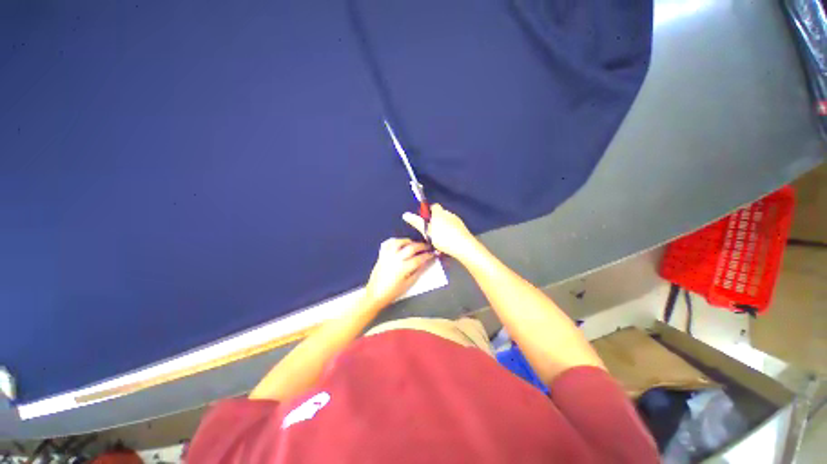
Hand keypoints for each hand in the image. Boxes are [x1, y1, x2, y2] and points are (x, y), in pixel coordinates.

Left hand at [364, 238, 433, 306]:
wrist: (375, 294)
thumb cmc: (393, 292)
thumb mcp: (408, 284)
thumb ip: (418, 272)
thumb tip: (426, 262)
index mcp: (403, 268)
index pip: (419, 259)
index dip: (428, 255)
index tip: (433, 254)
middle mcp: (395, 259)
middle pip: (411, 248)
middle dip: (422, 246)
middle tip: (427, 247)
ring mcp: (387, 256)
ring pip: (399, 242)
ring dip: (408, 241)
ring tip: (414, 244)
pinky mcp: (381, 255)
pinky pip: (387, 243)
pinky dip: (394, 241)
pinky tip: (399, 243)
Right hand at [403, 204, 478, 260]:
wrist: (463, 246)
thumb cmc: (442, 238)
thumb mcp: (427, 231)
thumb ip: (416, 222)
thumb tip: (405, 214)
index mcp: (439, 212)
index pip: (433, 206)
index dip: (428, 212)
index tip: (425, 221)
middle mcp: (449, 213)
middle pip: (440, 213)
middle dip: (436, 220)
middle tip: (431, 231)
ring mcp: (457, 220)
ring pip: (447, 220)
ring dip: (443, 226)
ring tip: (440, 238)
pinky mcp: (463, 228)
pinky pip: (454, 227)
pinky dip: (450, 231)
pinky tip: (448, 240)